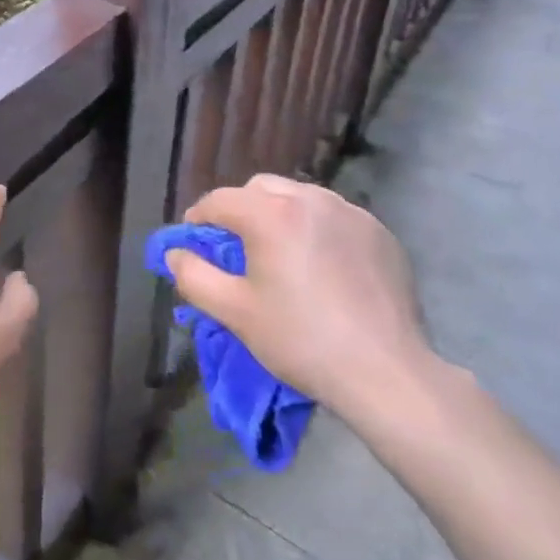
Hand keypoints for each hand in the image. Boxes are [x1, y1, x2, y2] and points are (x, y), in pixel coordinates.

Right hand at [167, 174, 438, 418]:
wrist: (385, 371)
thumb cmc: (301, 340)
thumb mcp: (235, 313)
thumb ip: (194, 277)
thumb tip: (175, 254)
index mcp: (271, 213)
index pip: (219, 200)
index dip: (198, 220)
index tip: (194, 244)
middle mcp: (310, 199)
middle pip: (260, 188)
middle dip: (241, 210)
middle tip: (238, 250)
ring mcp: (350, 212)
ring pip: (300, 198)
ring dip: (281, 216)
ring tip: (283, 256)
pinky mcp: (379, 232)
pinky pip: (335, 217)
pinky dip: (318, 230)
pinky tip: (324, 268)